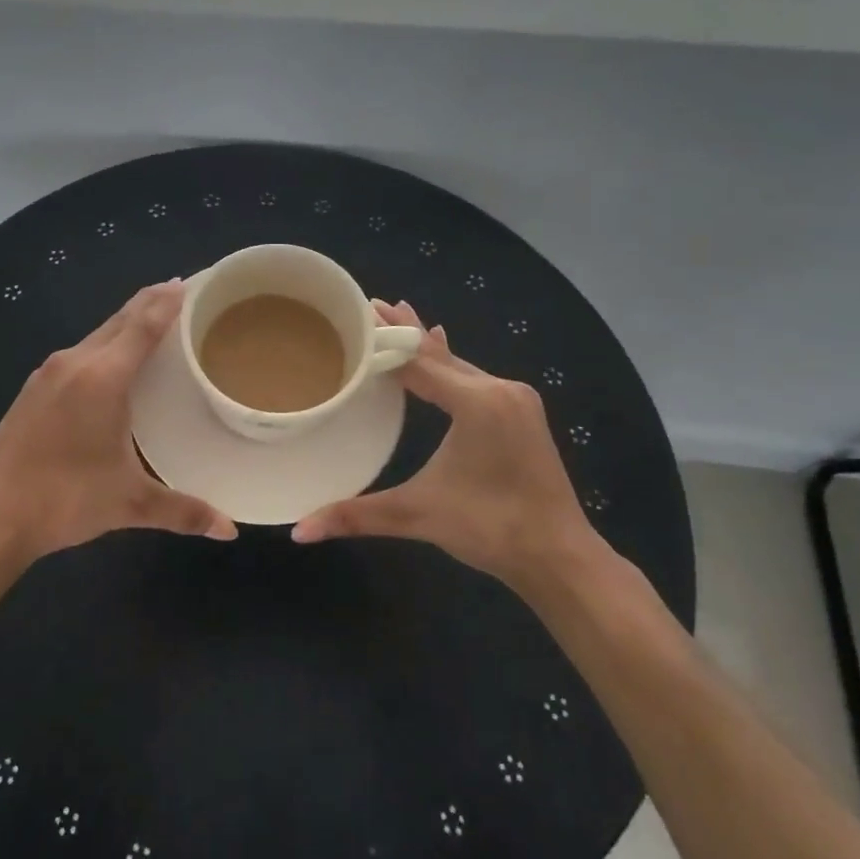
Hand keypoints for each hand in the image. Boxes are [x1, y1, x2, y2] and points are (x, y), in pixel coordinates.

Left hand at [0, 281, 236, 564]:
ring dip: (125, 324)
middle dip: (149, 303)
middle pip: (119, 320)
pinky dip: (103, 345)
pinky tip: (110, 363)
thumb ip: (183, 510)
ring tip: (152, 324)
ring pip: (96, 335)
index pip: (143, 325)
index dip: (168, 302)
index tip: (191, 282)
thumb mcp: (130, 503)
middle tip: (180, 293)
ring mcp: (48, 374)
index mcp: (103, 377)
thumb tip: (229, 529)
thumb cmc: (66, 499)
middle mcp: (75, 363)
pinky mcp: (32, 390)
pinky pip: (78, 353)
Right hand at [291, 300, 599, 598]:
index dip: (384, 340)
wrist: (560, 555)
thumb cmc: (490, 528)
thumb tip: (299, 531)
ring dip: (427, 346)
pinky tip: (443, 349)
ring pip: (460, 365)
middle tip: (372, 303)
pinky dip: (450, 364)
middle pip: (440, 354)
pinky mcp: (522, 414)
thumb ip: (357, 516)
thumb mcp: (418, 515)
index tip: (358, 312)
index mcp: (477, 402)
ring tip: (399, 317)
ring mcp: (516, 400)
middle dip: (404, 331)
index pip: (418, 361)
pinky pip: (476, 378)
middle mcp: (499, 390)